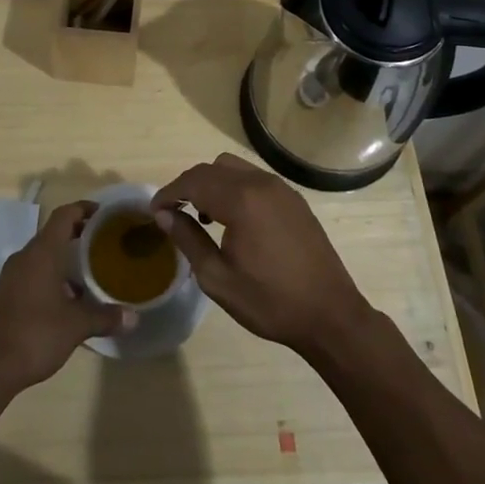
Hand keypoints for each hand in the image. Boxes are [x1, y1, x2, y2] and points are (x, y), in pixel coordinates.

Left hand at [0, 201, 132, 398]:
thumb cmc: (33, 335)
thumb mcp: (75, 326)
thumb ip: (105, 317)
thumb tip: (134, 317)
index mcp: (42, 253)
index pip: (64, 215)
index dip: (84, 209)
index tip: (105, 215)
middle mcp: (24, 258)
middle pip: (53, 234)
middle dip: (79, 236)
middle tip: (104, 245)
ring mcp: (10, 277)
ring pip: (42, 257)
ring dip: (64, 261)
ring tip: (90, 276)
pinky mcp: (3, 296)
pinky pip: (32, 275)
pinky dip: (51, 278)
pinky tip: (66, 302)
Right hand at [152, 153, 373, 359]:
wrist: (330, 315)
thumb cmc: (270, 302)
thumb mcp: (218, 278)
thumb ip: (188, 240)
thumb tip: (164, 215)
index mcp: (242, 200)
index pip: (194, 181)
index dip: (169, 192)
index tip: (154, 210)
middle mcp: (261, 183)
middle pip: (213, 168)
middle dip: (189, 185)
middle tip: (174, 213)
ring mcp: (281, 188)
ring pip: (234, 168)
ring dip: (213, 184)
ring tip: (205, 217)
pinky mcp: (293, 198)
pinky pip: (254, 179)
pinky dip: (235, 188)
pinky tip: (234, 220)